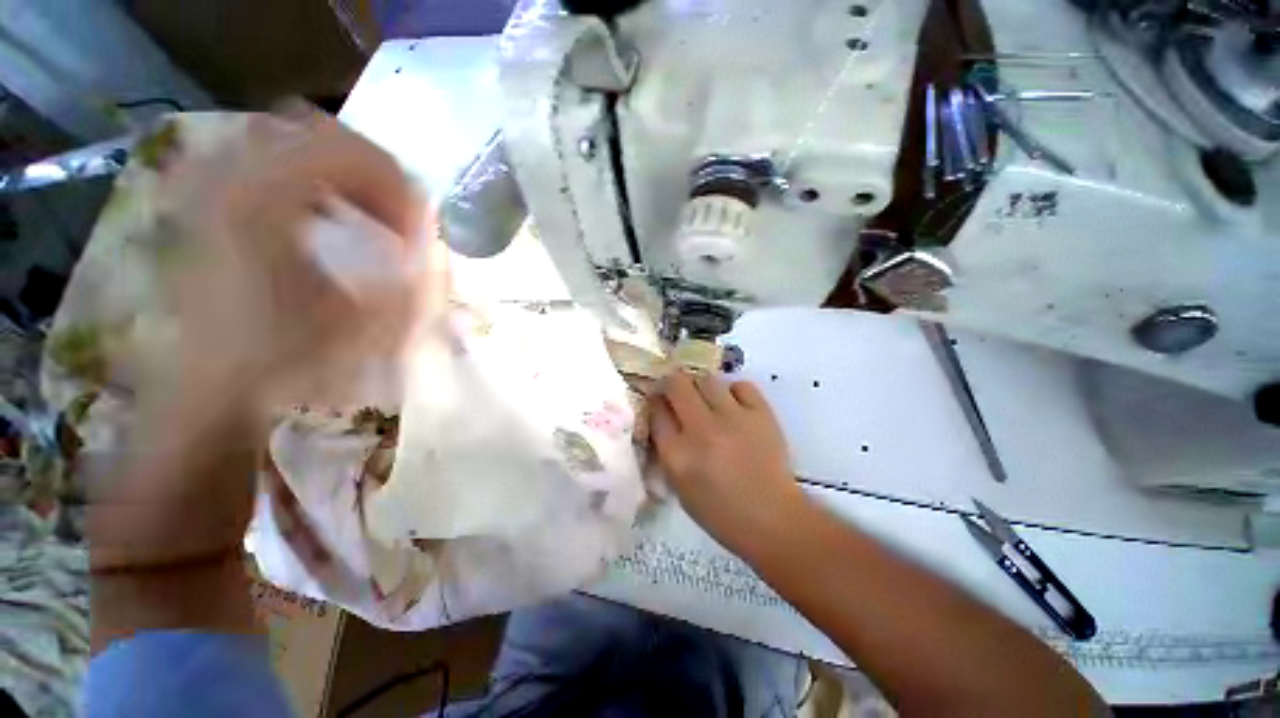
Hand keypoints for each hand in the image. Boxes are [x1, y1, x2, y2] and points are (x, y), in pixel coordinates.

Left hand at [91, 110, 426, 571]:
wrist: (205, 406)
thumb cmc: (286, 371)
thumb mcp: (367, 331)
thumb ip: (413, 283)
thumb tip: (436, 247)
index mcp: (265, 205)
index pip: (348, 153)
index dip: (398, 187)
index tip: (420, 229)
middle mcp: (229, 182)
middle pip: (313, 132)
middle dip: (371, 171)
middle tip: (398, 215)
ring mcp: (211, 193)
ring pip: (286, 144)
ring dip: (340, 175)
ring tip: (369, 217)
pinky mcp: (207, 213)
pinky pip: (264, 167)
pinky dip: (308, 183)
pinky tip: (328, 223)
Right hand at [650, 372, 807, 551]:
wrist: (773, 518)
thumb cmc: (720, 511)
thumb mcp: (679, 486)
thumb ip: (666, 448)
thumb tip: (662, 415)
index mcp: (678, 455)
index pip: (656, 410)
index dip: (655, 402)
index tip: (659, 403)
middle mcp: (702, 430)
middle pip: (677, 384)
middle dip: (672, 384)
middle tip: (678, 393)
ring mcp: (733, 418)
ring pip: (707, 379)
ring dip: (701, 387)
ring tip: (707, 401)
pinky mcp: (761, 413)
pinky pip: (739, 385)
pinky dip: (733, 392)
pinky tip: (734, 406)